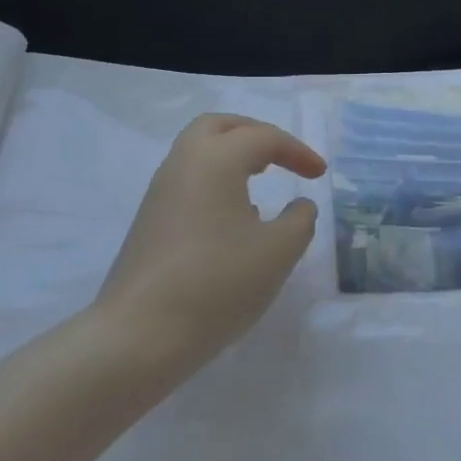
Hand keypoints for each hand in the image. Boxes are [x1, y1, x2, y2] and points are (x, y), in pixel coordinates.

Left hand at [92, 114, 327, 372]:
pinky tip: (233, 218)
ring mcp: (160, 190)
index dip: (297, 151)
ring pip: (199, 151)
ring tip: (261, 181)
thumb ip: (300, 220)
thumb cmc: (218, 283)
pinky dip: (216, 180)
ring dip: (233, 156)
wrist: (140, 334)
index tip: (320, 174)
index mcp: (216, 158)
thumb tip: (299, 204)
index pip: (263, 138)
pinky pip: (188, 179)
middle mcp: (183, 162)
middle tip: (282, 156)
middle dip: (256, 134)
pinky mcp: (149, 219)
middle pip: (220, 126)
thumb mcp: (278, 252)